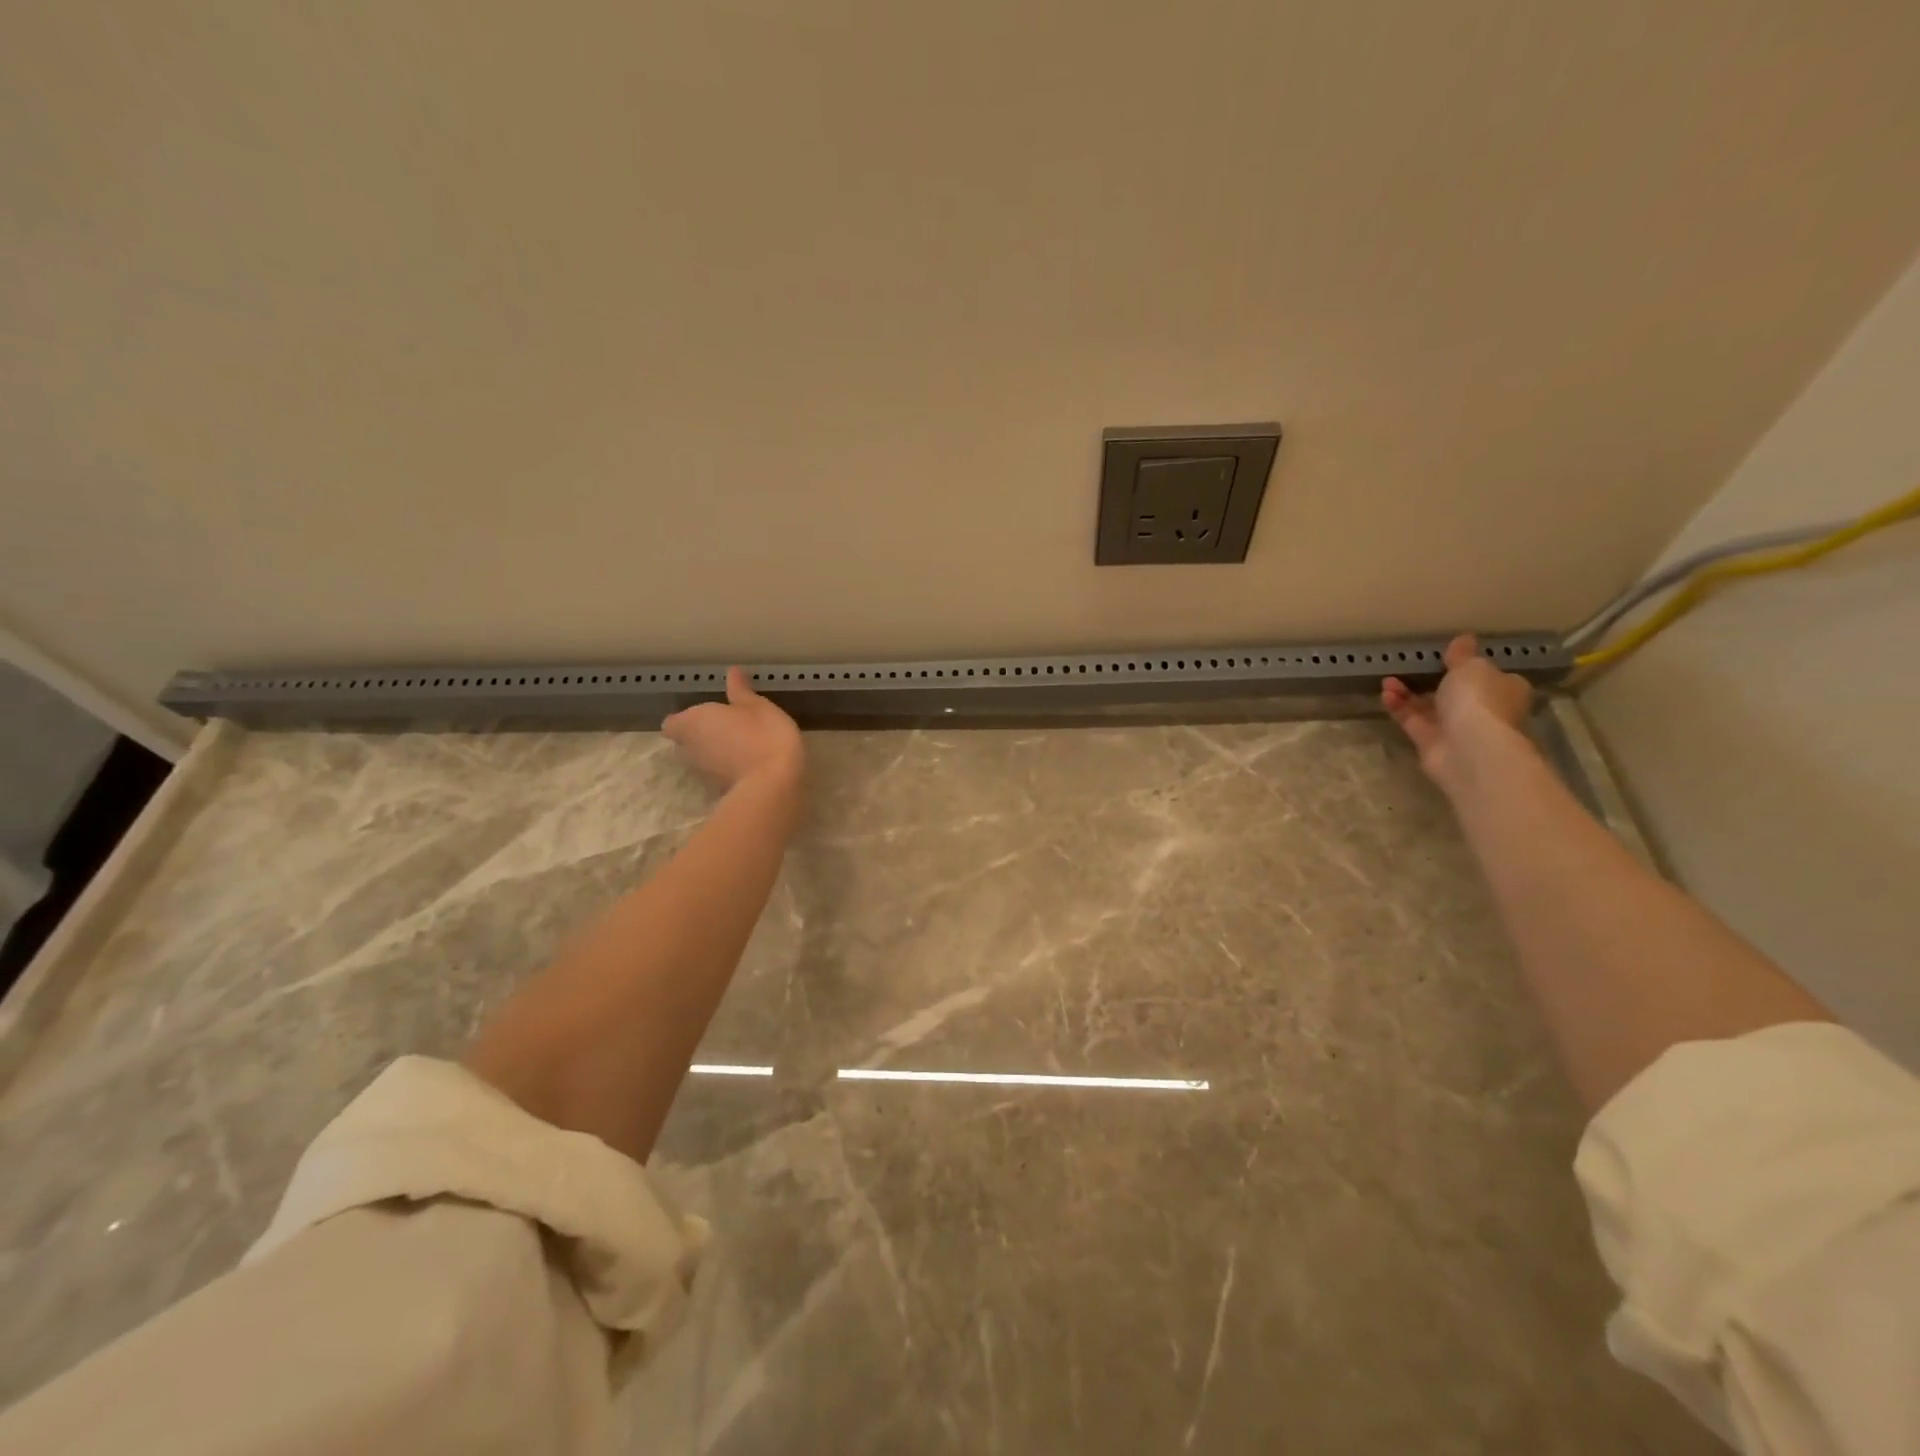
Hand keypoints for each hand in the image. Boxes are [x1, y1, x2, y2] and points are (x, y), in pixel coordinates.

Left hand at [662, 667, 803, 791]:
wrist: (773, 784)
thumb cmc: (762, 734)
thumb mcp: (757, 705)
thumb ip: (740, 691)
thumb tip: (732, 672)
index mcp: (691, 722)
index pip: (672, 723)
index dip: (686, 719)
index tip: (706, 715)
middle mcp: (688, 748)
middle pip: (684, 742)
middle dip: (699, 736)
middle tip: (725, 727)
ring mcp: (702, 773)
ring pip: (701, 759)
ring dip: (714, 753)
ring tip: (739, 745)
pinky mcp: (718, 791)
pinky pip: (718, 774)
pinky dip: (727, 769)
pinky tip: (749, 763)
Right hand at [1381, 634, 1533, 792]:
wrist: (1469, 748)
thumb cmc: (1479, 699)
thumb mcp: (1471, 667)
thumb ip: (1462, 654)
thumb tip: (1464, 638)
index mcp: (1504, 689)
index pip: (1489, 676)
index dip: (1469, 666)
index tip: (1447, 656)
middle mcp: (1484, 710)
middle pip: (1457, 693)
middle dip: (1432, 680)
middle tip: (1411, 667)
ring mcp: (1457, 728)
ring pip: (1430, 707)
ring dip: (1408, 693)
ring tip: (1388, 680)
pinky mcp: (1432, 743)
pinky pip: (1413, 721)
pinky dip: (1399, 707)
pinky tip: (1385, 694)